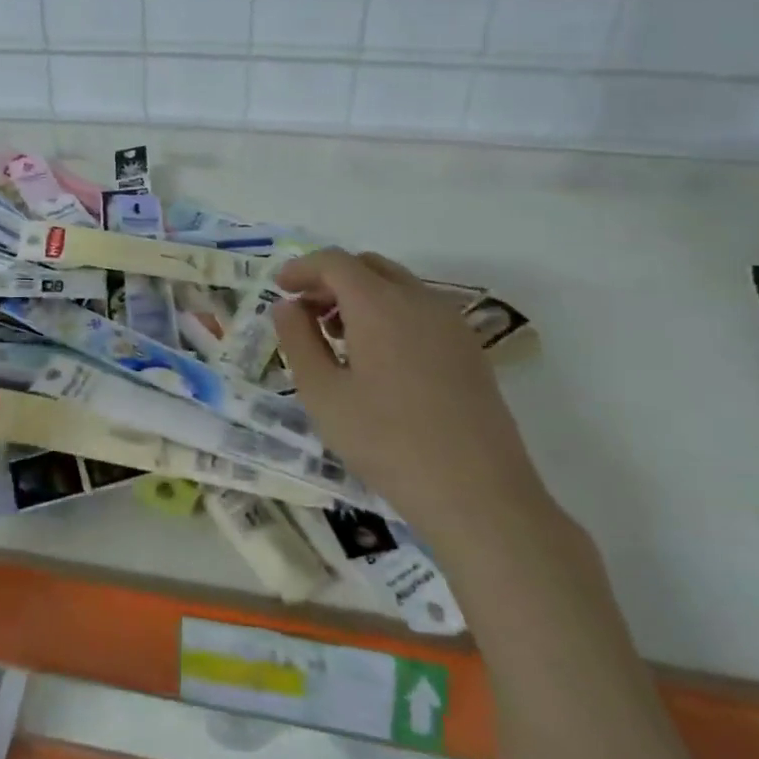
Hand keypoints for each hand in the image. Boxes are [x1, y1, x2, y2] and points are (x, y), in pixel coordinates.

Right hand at [272, 248, 552, 562]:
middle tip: (306, 313)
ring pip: (397, 286)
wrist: (479, 496)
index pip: (334, 262)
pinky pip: (420, 311)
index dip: (302, 268)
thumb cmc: (387, 442)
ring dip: (361, 296)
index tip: (279, 289)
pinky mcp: (470, 350)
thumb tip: (287, 306)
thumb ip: (298, 340)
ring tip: (338, 339)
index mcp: (380, 304)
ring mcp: (451, 324)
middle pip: (368, 266)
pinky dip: (389, 314)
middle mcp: (420, 301)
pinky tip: (378, 359)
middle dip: (331, 280)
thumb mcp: (323, 393)